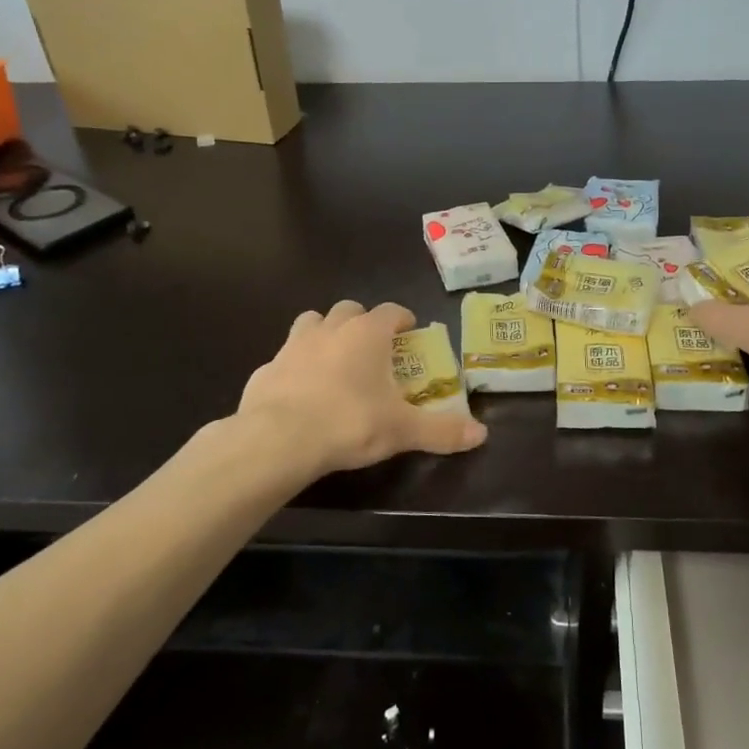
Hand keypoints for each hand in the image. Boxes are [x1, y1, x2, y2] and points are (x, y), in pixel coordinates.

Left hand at [238, 300, 487, 475]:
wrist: (278, 439)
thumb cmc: (349, 423)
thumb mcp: (402, 431)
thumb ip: (442, 431)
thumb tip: (481, 435)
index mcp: (367, 334)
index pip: (390, 311)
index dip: (402, 319)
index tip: (409, 330)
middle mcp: (330, 329)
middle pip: (349, 310)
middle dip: (362, 322)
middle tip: (372, 347)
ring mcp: (294, 345)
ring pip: (312, 322)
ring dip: (325, 333)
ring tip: (334, 360)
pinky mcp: (266, 368)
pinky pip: (286, 357)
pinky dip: (296, 366)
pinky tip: (301, 391)